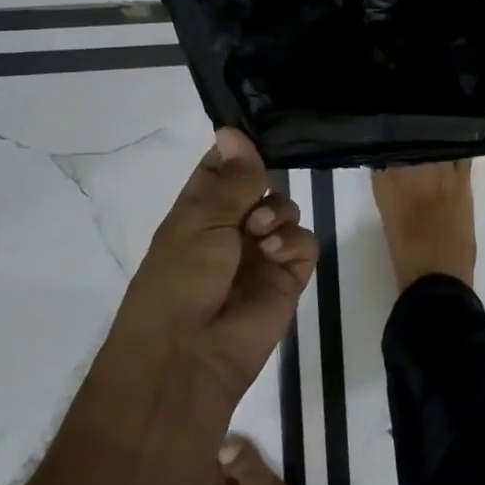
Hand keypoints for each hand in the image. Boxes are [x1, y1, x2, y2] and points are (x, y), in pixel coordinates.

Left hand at [114, 128, 318, 414]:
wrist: (188, 356)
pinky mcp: (287, 279)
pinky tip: (274, 255)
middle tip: (252, 206)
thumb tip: (233, 129)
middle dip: (263, 185)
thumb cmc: (180, 279)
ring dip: (278, 214)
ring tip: (260, 237)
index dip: (239, 152)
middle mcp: (231, 227)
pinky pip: (305, 243)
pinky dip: (294, 243)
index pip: (224, 167)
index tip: (253, 141)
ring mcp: (261, 254)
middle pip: (263, 185)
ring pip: (288, 210)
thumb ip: (232, 177)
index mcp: (199, 210)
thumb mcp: (200, 219)